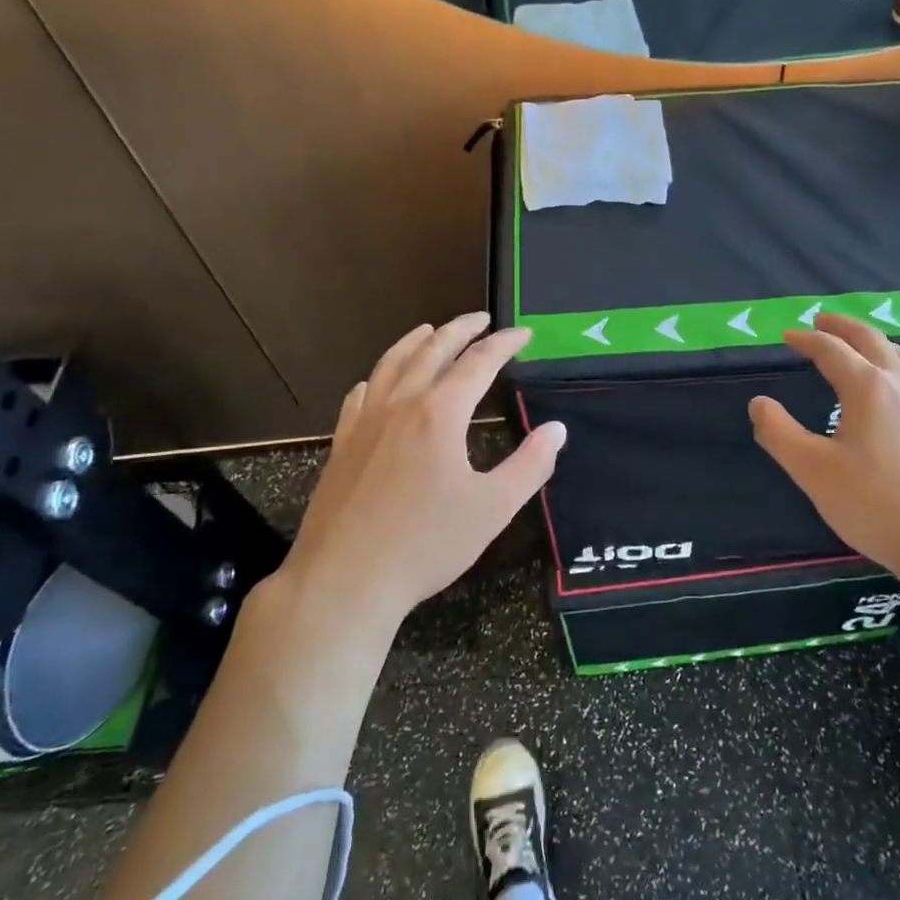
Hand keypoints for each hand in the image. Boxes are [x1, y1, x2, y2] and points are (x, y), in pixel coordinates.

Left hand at [271, 314, 564, 632]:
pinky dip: (377, 377)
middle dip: (460, 329)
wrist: (345, 579)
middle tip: (481, 319)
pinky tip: (377, 382)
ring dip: (415, 342)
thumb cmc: (426, 544)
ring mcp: (365, 422)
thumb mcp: (492, 508)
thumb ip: (530, 465)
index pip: (479, 363)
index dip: (504, 344)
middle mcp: (401, 405)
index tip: (524, 334)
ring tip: (430, 330)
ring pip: (391, 364)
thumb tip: (557, 429)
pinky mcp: (342, 444)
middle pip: (432, 350)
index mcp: (440, 414)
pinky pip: (360, 396)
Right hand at [748, 315, 899, 580]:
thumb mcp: (813, 471)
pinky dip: (898, 366)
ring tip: (860, 345)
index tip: (787, 336)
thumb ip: (779, 434)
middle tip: (822, 321)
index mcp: (868, 388)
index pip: (832, 351)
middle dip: (843, 328)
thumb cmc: (877, 504)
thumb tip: (758, 403)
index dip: (806, 340)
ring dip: (875, 342)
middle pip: (872, 341)